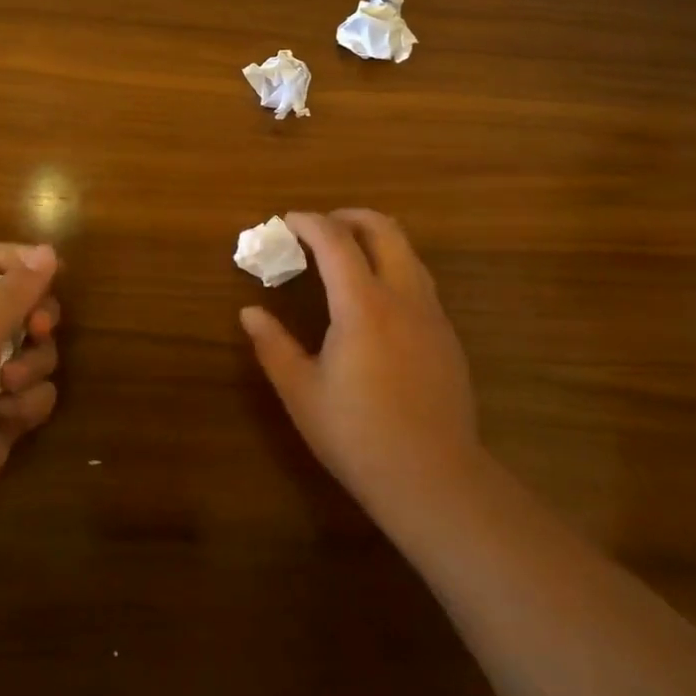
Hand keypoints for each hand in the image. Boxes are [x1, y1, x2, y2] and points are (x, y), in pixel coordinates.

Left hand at [0, 243, 61, 517]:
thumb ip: (14, 291)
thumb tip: (48, 250)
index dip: (24, 261)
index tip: (56, 269)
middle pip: (27, 306)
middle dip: (39, 319)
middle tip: (38, 330)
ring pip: (40, 352)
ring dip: (31, 368)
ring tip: (5, 387)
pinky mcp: (6, 411)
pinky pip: (39, 393)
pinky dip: (26, 404)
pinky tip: (3, 418)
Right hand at [239, 210, 479, 535]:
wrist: (433, 478)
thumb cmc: (357, 435)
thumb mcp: (302, 392)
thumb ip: (273, 346)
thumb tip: (249, 312)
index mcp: (363, 305)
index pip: (335, 241)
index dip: (309, 223)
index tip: (286, 221)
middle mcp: (403, 297)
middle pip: (384, 229)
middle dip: (348, 217)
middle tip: (319, 228)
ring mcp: (431, 315)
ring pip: (407, 252)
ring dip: (375, 240)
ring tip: (344, 258)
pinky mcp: (447, 336)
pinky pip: (419, 281)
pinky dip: (392, 267)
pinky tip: (374, 301)